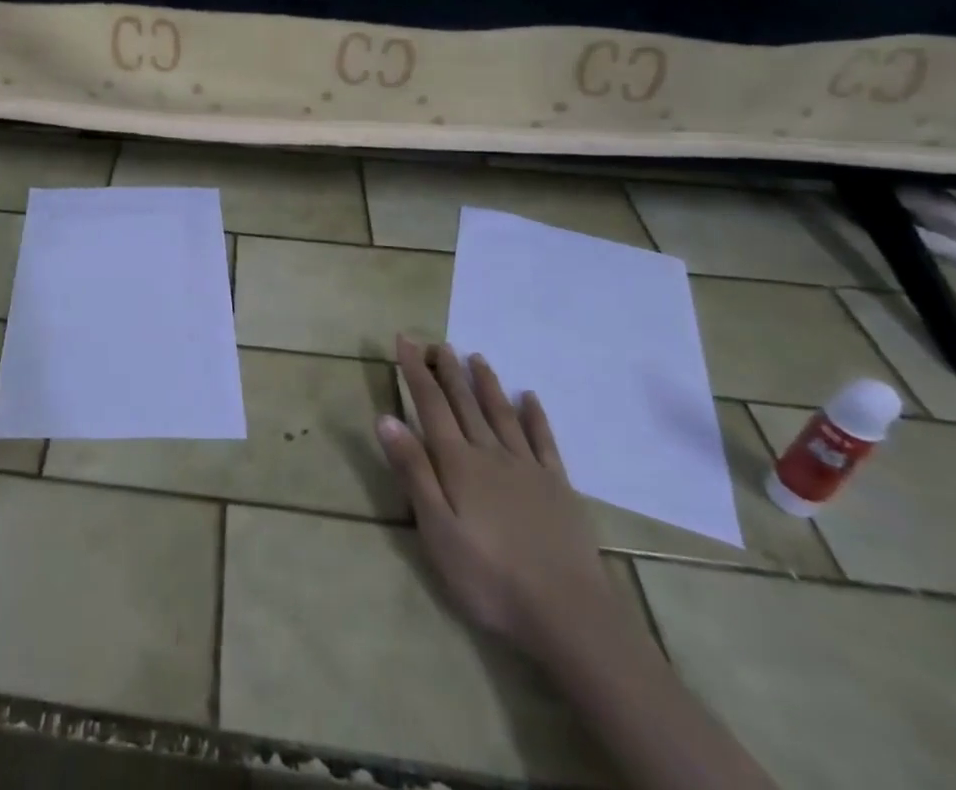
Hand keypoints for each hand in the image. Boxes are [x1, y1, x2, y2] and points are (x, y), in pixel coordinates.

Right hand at [377, 336, 619, 656]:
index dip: (415, 371)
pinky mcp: (558, 488)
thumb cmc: (489, 577)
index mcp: (458, 463)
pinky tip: (531, 398)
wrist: (569, 616)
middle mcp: (490, 454)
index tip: (404, 339)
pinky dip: (535, 416)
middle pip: (465, 403)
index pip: (430, 405)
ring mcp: (528, 469)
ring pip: (501, 414)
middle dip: (448, 370)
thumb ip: (413, 471)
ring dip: (486, 384)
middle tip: (437, 342)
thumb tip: (385, 417)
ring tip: (476, 357)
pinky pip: (544, 441)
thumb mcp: (436, 530)